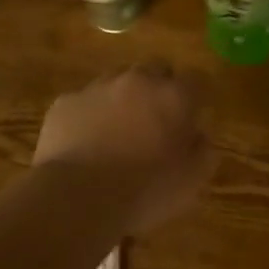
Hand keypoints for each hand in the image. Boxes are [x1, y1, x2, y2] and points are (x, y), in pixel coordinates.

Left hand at [34, 64, 217, 231]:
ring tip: (118, 132)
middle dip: (159, 89)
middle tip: (156, 121)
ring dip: (123, 98)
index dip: (196, 96)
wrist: (77, 199)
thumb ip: (203, 150)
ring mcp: (98, 88)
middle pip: (156, 69)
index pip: (197, 78)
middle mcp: (138, 81)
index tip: (192, 117)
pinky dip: (90, 115)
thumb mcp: (192, 181)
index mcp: (174, 96)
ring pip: (117, 80)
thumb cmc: (145, 191)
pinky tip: (86, 143)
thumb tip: (197, 135)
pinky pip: (85, 101)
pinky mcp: (66, 102)